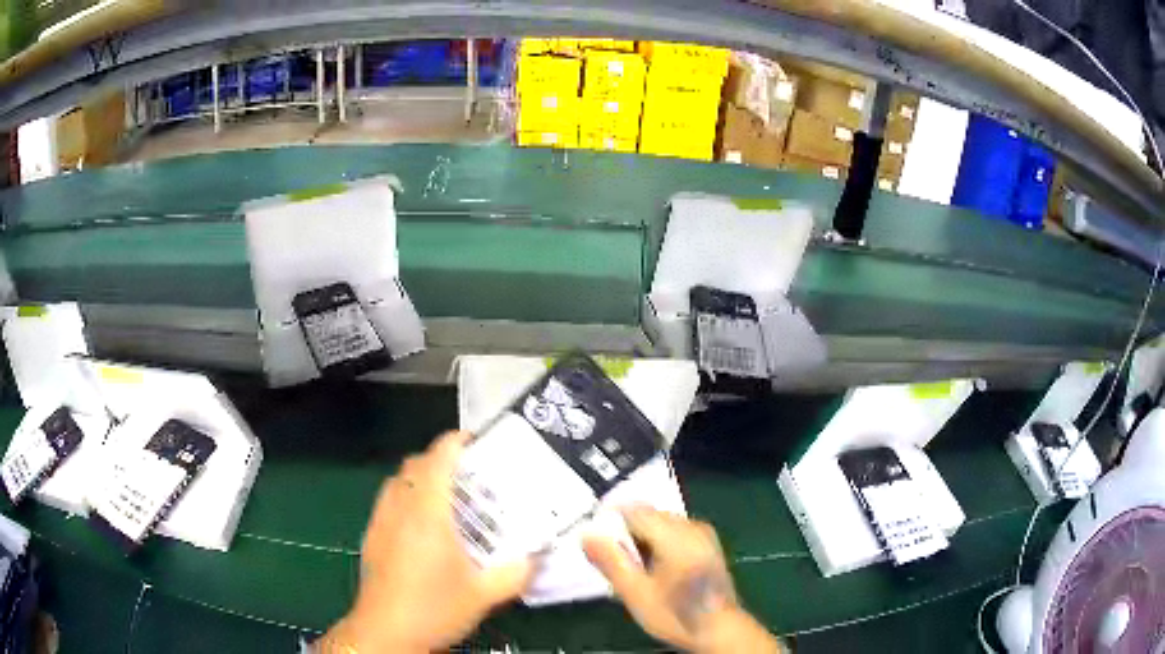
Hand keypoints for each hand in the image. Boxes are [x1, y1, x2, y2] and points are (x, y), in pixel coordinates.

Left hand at [320, 431, 532, 652]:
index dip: (454, 442)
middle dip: (439, 460)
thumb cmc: (434, 608)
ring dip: (419, 480)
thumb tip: (537, 558)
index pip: (437, 460)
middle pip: (413, 465)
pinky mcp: (370, 538)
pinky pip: (387, 503)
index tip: (474, 440)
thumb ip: (516, 573)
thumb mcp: (484, 595)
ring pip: (396, 483)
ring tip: (445, 500)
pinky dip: (404, 500)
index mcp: (428, 514)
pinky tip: (421, 531)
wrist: (386, 632)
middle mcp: (399, 509)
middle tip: (467, 476)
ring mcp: (380, 523)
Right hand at [584, 508, 783, 653]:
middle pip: (648, 515)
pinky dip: (658, 543)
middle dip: (625, 532)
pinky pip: (674, 531)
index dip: (608, 521)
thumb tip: (586, 534)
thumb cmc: (676, 614)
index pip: (633, 510)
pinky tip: (653, 568)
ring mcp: (703, 534)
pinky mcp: (707, 543)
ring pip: (660, 523)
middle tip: (611, 560)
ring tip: (631, 569)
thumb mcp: (636, 593)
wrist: (719, 630)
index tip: (594, 540)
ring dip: (641, 538)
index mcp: (675, 535)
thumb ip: (611, 562)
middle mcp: (692, 526)